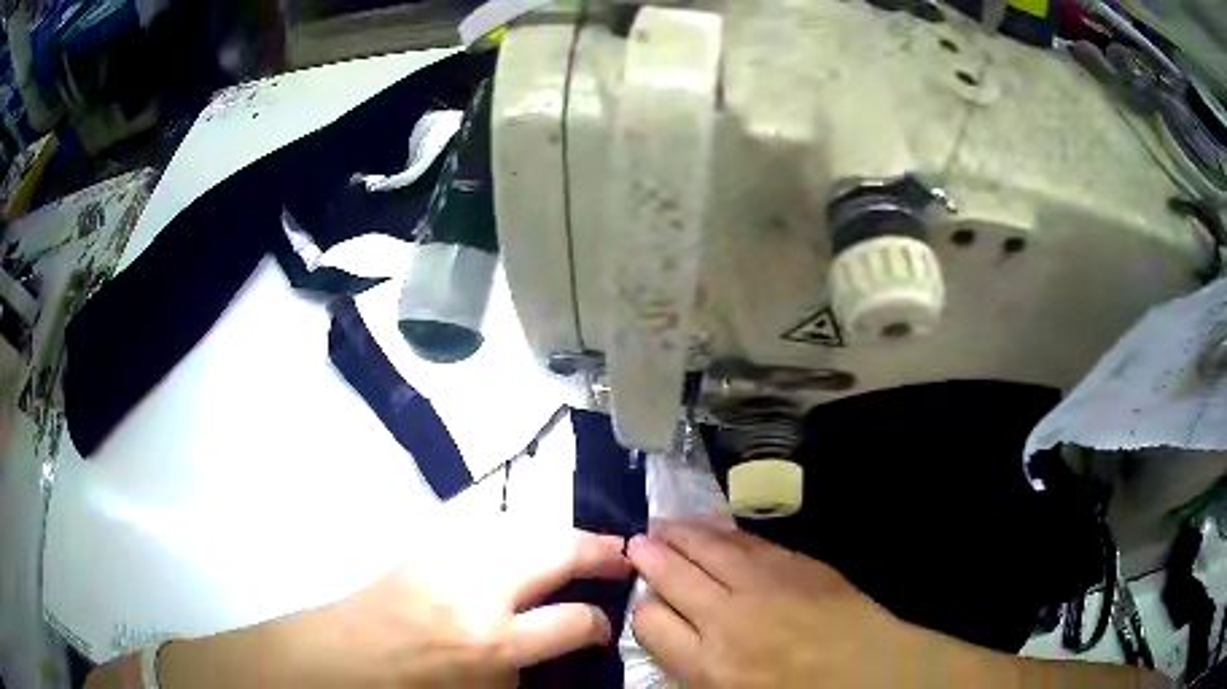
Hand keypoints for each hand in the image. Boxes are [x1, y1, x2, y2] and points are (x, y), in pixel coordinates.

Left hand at [90, 528, 630, 688]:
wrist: (342, 656)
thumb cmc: (412, 688)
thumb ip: (524, 666)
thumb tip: (556, 644)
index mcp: (492, 641)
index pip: (573, 621)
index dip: (599, 622)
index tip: (605, 624)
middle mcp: (478, 590)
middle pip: (556, 550)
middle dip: (597, 549)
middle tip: (622, 552)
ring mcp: (450, 558)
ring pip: (524, 524)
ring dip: (561, 532)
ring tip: (585, 542)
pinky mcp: (428, 544)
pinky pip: (488, 525)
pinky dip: (519, 529)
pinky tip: (528, 540)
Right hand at [627, 519, 927, 687]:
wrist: (870, 670)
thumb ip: (694, 663)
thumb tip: (669, 630)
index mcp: (708, 663)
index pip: (649, 622)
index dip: (641, 607)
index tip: (644, 600)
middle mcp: (727, 618)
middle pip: (672, 575)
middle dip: (649, 556)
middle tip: (635, 541)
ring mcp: (764, 584)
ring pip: (708, 548)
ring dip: (681, 534)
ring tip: (664, 524)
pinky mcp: (796, 563)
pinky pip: (748, 541)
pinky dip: (724, 531)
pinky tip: (713, 526)